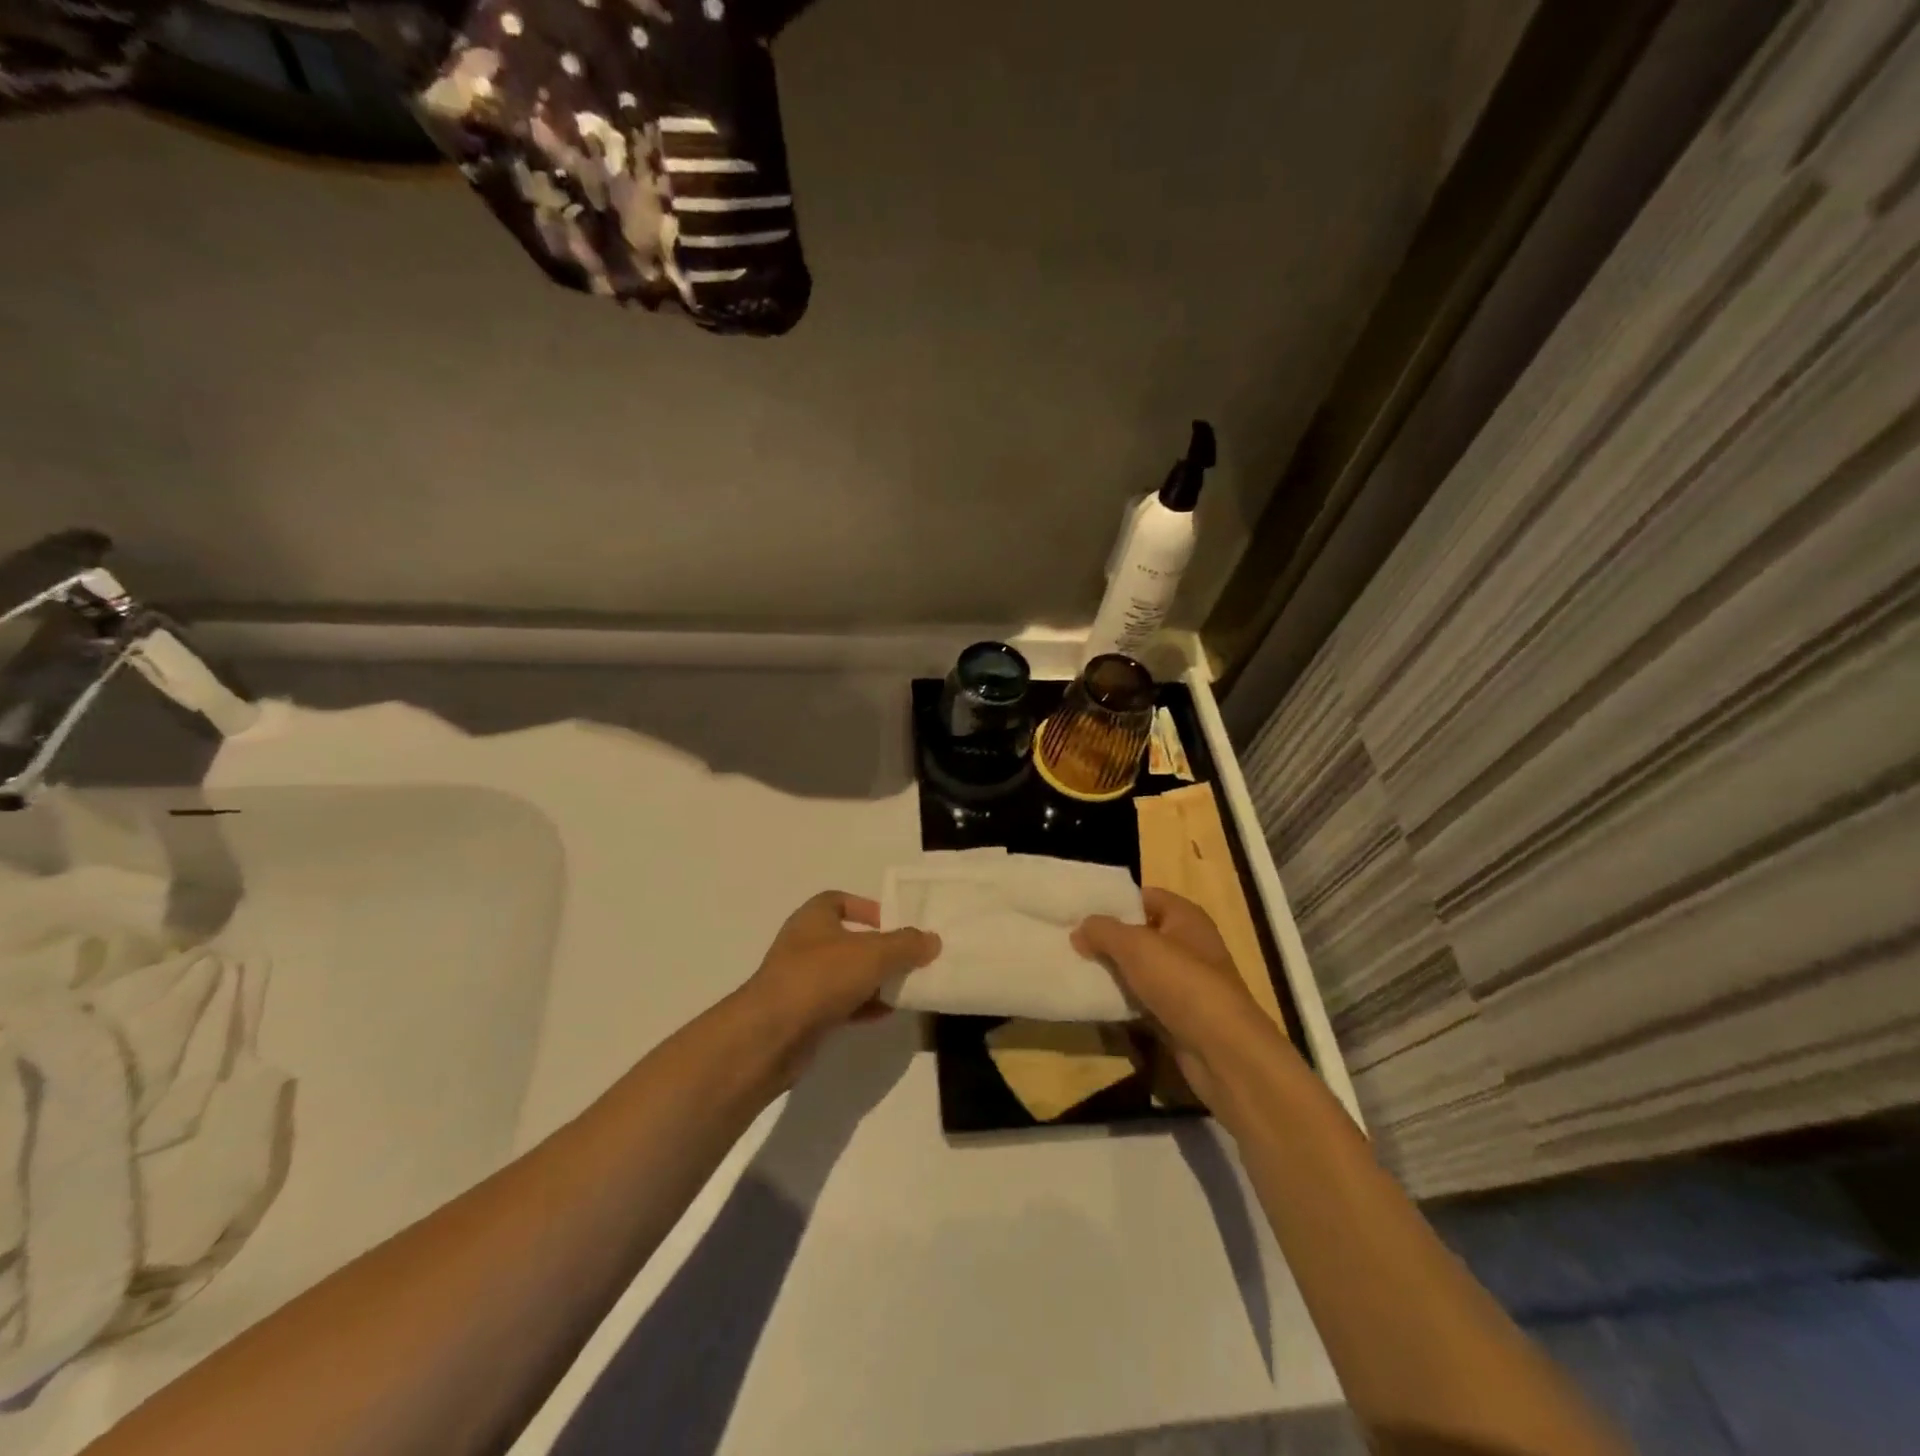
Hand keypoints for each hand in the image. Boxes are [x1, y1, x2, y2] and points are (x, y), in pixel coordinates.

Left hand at [746, 891, 939, 1045]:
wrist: (770, 1036)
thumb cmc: (820, 977)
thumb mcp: (872, 954)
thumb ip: (906, 944)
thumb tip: (932, 940)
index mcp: (813, 918)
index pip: (838, 901)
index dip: (865, 907)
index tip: (892, 923)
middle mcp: (804, 945)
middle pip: (847, 940)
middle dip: (877, 949)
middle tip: (908, 958)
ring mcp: (802, 982)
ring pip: (845, 975)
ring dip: (873, 980)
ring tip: (905, 987)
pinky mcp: (804, 1016)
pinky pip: (840, 1005)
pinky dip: (863, 1007)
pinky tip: (886, 1014)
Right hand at [1072, 888, 1290, 1109]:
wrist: (1223, 1051)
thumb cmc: (1182, 982)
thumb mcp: (1135, 946)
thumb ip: (1103, 931)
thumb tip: (1079, 929)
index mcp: (1185, 917)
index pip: (1145, 897)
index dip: (1115, 901)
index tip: (1080, 910)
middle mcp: (1189, 945)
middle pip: (1141, 934)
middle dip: (1109, 938)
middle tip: (1071, 940)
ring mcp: (1185, 983)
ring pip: (1140, 970)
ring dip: (1113, 972)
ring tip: (1076, 969)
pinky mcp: (1179, 1016)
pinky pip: (1144, 1000)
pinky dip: (1123, 1001)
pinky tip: (1096, 1002)